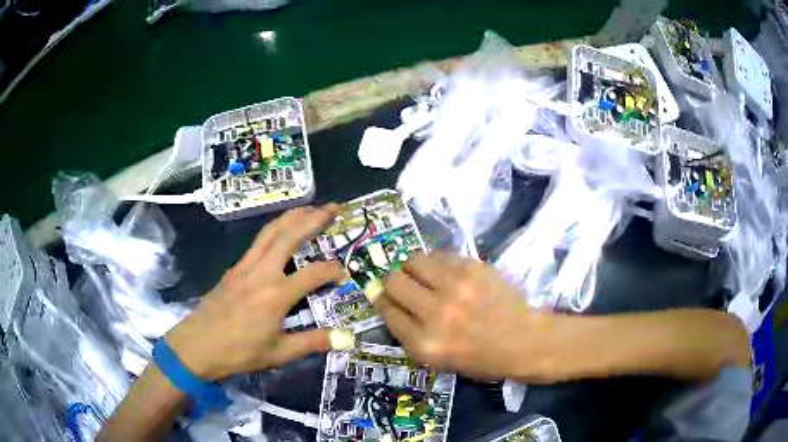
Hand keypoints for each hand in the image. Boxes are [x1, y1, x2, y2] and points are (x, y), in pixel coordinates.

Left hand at [165, 205, 352, 380]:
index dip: (333, 269)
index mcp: (276, 294)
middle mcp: (262, 271)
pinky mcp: (234, 268)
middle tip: (333, 208)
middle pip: (289, 234)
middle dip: (313, 218)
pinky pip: (258, 240)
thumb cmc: (239, 352)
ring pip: (271, 231)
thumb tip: (348, 338)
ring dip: (292, 216)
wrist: (197, 345)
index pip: (313, 273)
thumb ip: (314, 342)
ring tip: (311, 208)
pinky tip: (281, 232)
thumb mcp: (279, 353)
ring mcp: (245, 266)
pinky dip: (275, 228)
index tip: (345, 272)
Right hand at [374, 252, 557, 380]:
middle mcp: (435, 313)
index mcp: (424, 343)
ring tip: (421, 274)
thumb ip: (410, 333)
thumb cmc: (480, 358)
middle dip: (392, 282)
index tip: (385, 297)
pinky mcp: (472, 268)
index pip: (387, 311)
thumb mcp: (437, 360)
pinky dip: (434, 262)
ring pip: (413, 261)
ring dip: (411, 267)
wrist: (523, 340)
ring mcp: (455, 287)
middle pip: (394, 282)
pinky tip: (443, 270)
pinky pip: (438, 255)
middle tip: (402, 284)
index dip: (382, 301)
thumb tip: (388, 301)